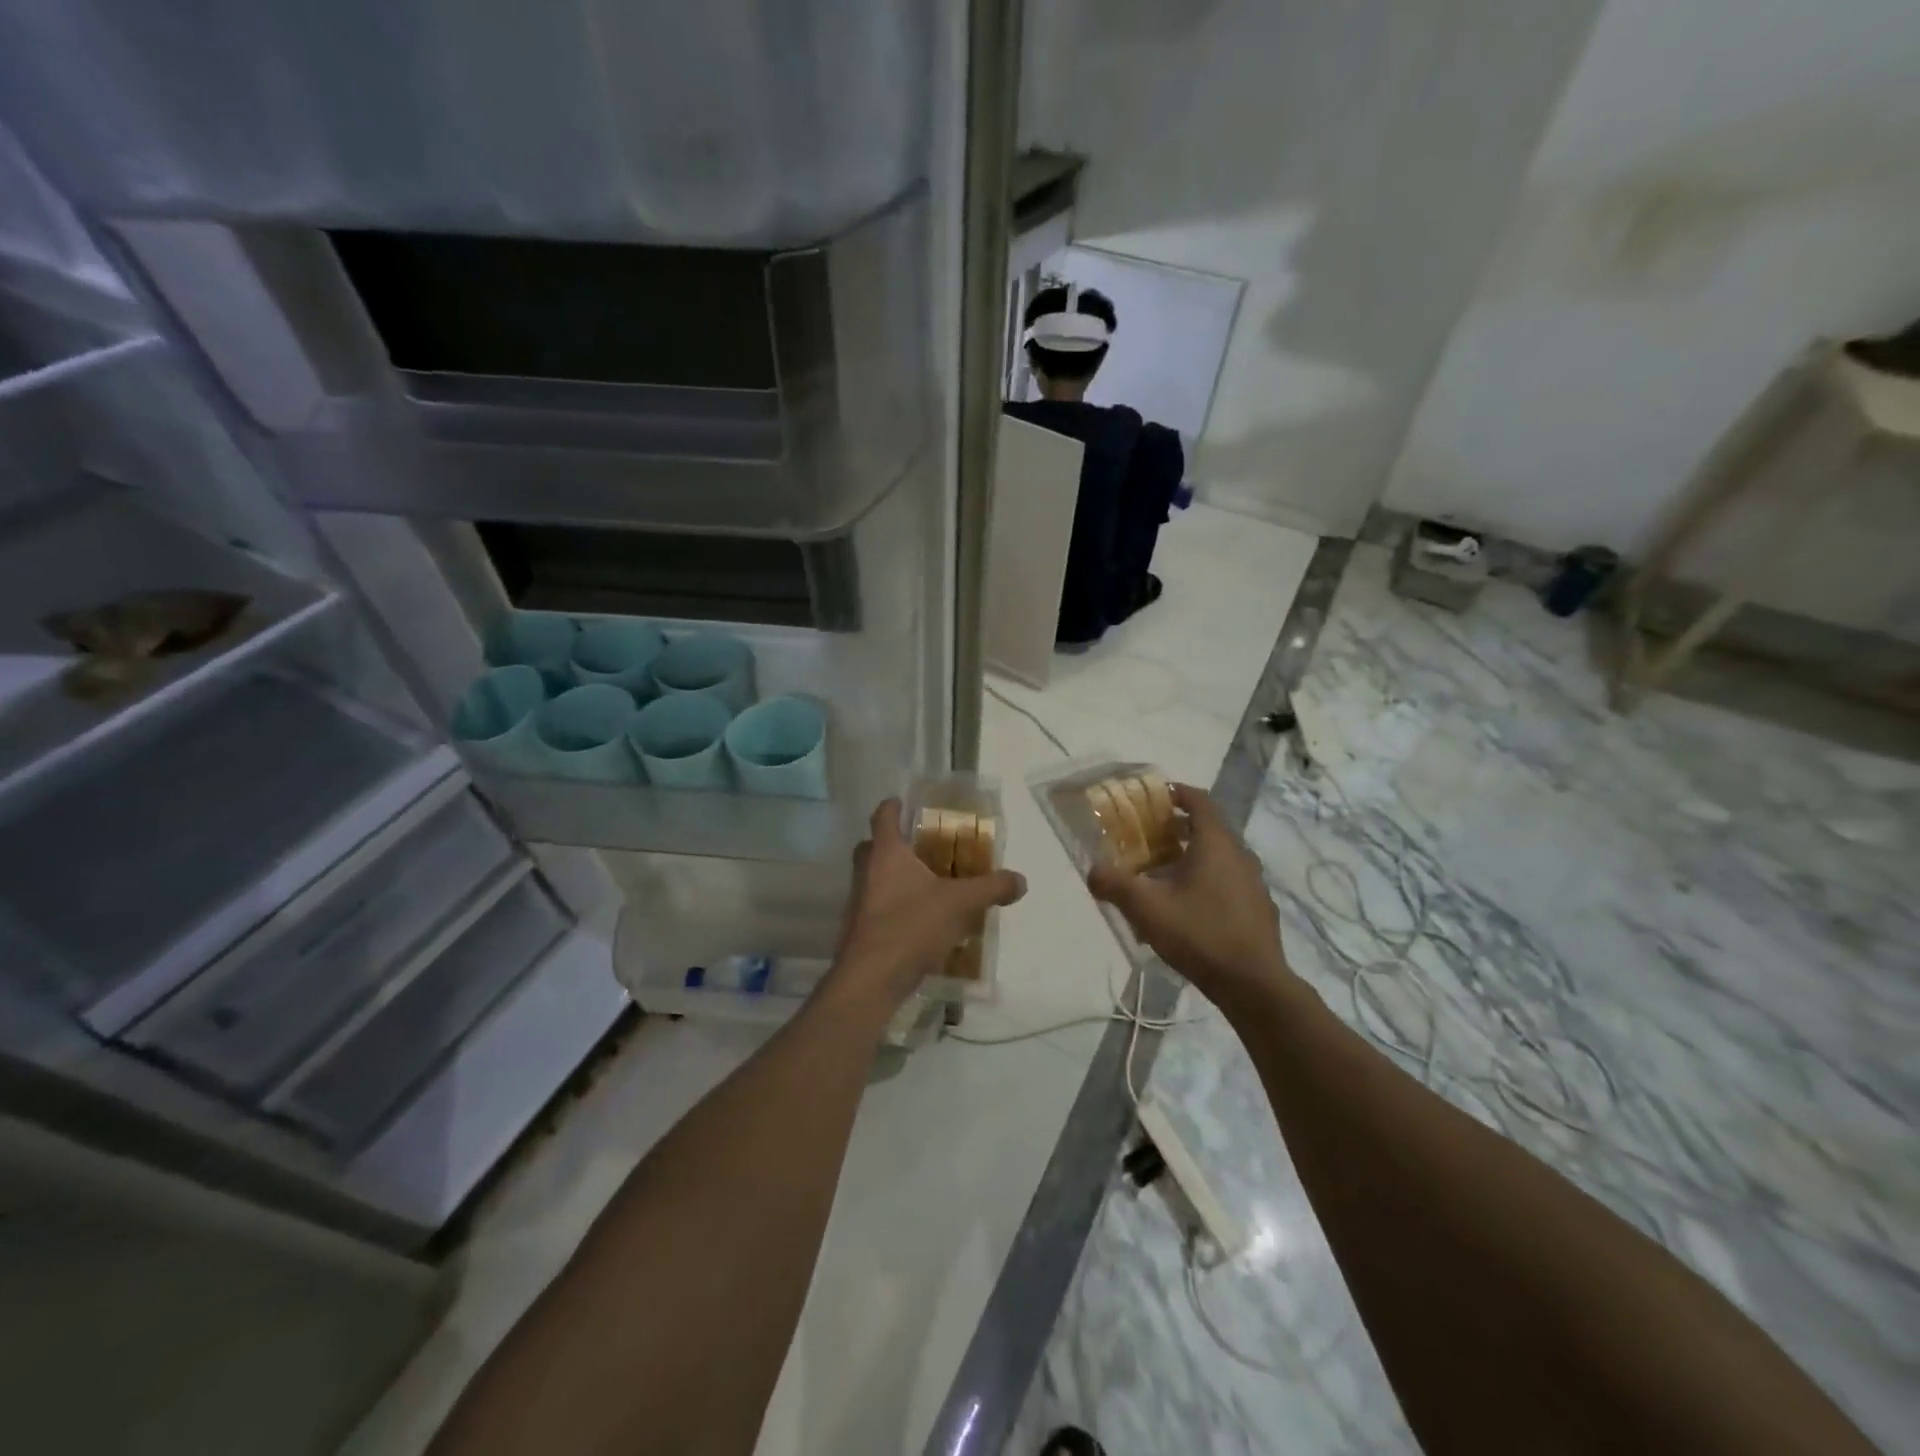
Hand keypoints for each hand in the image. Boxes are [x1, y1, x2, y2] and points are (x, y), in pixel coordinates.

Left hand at [824, 799, 1026, 1014]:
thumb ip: (992, 888)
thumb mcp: (962, 903)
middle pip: (872, 846)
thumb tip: (1020, 880)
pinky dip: (894, 906)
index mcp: (886, 853)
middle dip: (892, 842)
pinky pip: (877, 906)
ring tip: (926, 884)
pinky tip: (919, 920)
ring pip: (873, 877)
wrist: (871, 979)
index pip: (883, 815)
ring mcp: (858, 902)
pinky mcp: (859, 929)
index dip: (893, 805)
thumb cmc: (911, 926)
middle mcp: (866, 871)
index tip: (903, 802)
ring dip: (894, 876)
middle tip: (920, 846)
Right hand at [1087, 783, 1291, 1004]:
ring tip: (1163, 874)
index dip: (1177, 793)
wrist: (1253, 984)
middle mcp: (1240, 855)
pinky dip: (1208, 880)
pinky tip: (1188, 907)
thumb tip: (1092, 871)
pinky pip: (1229, 881)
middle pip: (1208, 828)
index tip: (1155, 797)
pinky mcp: (1259, 908)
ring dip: (1192, 856)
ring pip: (1219, 857)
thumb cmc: (1199, 933)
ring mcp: (1254, 883)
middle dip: (1177, 828)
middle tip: (1148, 838)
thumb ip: (1115, 885)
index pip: (1199, 801)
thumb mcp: (1146, 908)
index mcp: (1215, 843)